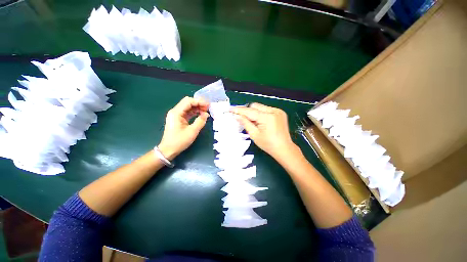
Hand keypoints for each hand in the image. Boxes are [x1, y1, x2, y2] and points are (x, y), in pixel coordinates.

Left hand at [158, 97, 209, 159]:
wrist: (168, 150)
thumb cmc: (179, 141)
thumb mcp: (192, 131)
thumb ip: (200, 121)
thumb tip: (206, 114)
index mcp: (176, 113)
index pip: (188, 101)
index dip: (199, 101)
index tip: (208, 105)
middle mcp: (175, 111)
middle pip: (188, 102)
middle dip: (198, 104)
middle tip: (207, 108)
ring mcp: (176, 115)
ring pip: (188, 107)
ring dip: (197, 108)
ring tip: (206, 111)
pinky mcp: (178, 119)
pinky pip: (187, 112)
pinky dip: (194, 112)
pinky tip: (201, 115)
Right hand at [231, 103, 297, 159]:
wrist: (284, 148)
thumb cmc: (268, 144)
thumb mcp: (254, 135)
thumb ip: (245, 123)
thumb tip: (237, 116)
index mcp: (267, 117)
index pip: (249, 111)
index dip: (239, 110)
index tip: (231, 109)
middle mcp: (273, 111)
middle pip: (255, 106)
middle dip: (247, 111)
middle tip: (242, 118)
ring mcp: (278, 111)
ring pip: (260, 107)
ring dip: (254, 112)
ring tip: (253, 122)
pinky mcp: (280, 112)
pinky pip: (266, 109)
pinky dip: (261, 113)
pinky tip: (261, 122)